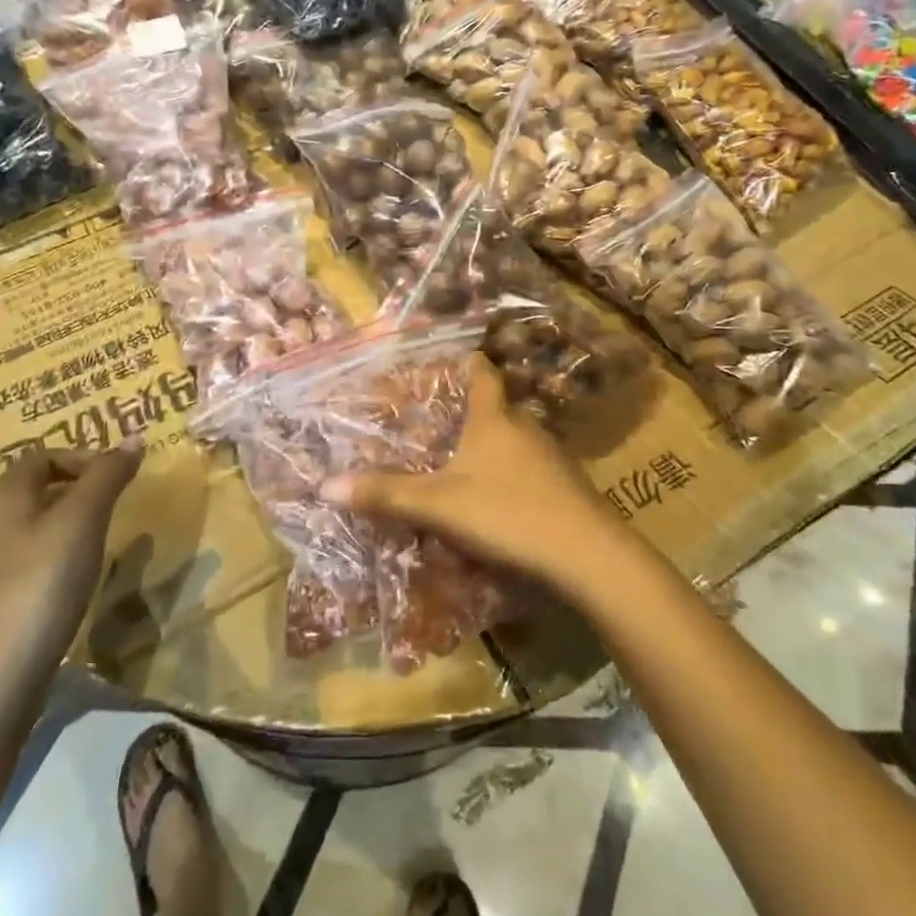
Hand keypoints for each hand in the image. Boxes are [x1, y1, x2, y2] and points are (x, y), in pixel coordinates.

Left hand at [0, 441, 144, 680]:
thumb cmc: (40, 584)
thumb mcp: (82, 520)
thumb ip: (107, 476)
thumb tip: (133, 437)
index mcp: (5, 498)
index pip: (41, 455)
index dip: (81, 456)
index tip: (117, 477)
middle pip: (37, 490)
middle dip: (80, 489)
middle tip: (118, 504)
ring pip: (36, 528)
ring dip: (72, 525)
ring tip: (105, 541)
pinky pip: (33, 563)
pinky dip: (61, 560)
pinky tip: (80, 582)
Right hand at [323, 354, 632, 596]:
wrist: (589, 555)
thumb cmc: (508, 513)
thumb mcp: (439, 505)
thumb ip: (386, 494)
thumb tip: (326, 485)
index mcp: (494, 418)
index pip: (481, 372)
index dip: (465, 361)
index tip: (448, 360)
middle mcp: (525, 426)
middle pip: (497, 407)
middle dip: (471, 412)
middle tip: (440, 424)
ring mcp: (552, 456)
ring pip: (515, 440)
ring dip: (492, 447)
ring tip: (463, 464)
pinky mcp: (568, 487)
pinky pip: (531, 470)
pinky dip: (511, 476)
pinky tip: (499, 503)